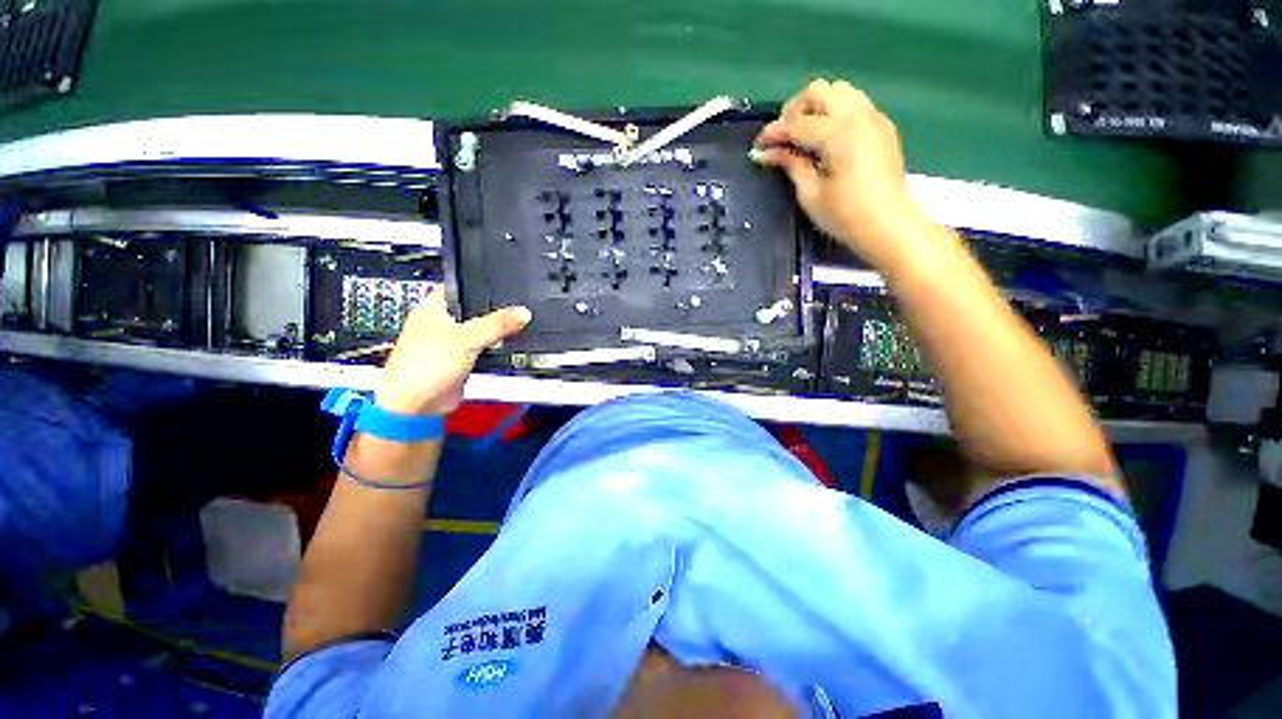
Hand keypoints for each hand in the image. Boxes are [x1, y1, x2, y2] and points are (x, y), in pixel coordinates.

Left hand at [375, 290, 530, 416]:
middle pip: (474, 309)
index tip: (504, 282)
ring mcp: (452, 342)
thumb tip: (523, 312)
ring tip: (518, 323)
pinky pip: (483, 347)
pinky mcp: (461, 359)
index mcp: (434, 307)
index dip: (480, 282)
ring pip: (480, 329)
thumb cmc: (425, 366)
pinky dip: (494, 346)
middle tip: (518, 305)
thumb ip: (497, 323)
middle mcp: (442, 322)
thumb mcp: (467, 337)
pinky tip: (507, 344)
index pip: (460, 285)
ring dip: (496, 329)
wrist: (418, 404)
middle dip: (494, 309)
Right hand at [753, 79, 930, 269]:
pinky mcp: (881, 126)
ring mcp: (873, 117)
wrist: (888, 226)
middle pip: (818, 91)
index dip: (772, 133)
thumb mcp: (810, 193)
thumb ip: (790, 164)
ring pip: (838, 91)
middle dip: (793, 111)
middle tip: (782, 139)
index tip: (757, 147)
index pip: (796, 122)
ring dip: (815, 107)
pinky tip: (827, 138)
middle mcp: (857, 114)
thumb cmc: (845, 215)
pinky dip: (834, 112)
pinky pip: (854, 103)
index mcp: (838, 132)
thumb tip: (766, 153)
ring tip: (804, 135)